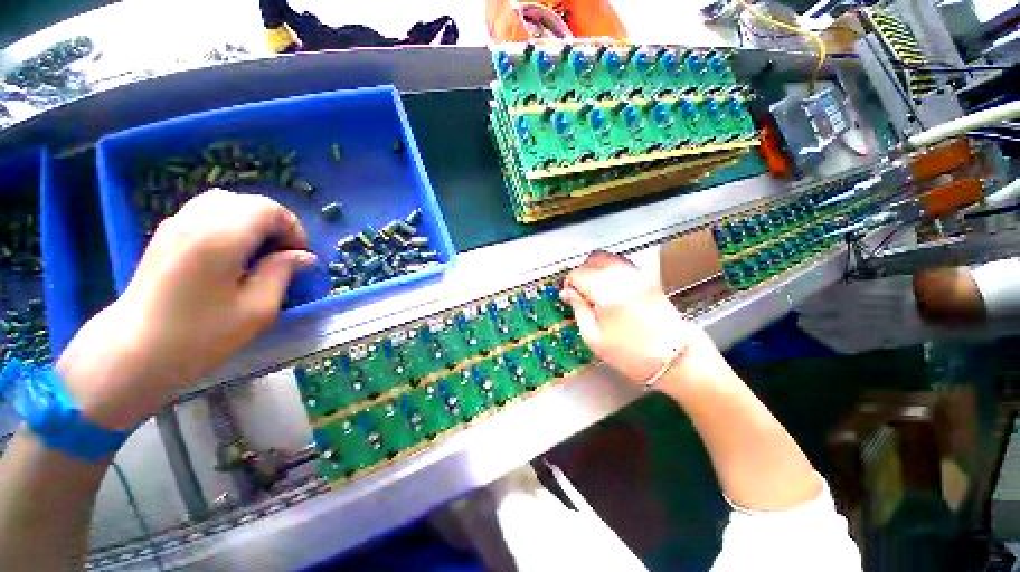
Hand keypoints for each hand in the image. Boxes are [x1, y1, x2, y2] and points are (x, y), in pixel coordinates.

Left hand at [57, 190, 315, 429]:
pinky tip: (232, 250)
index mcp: (221, 238)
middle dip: (276, 223)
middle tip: (283, 254)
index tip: (299, 257)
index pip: (269, 209)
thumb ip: (282, 273)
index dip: (293, 228)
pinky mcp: (166, 234)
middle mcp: (196, 221)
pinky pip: (206, 211)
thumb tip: (304, 257)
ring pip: (226, 202)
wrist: (133, 351)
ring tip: (260, 250)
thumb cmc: (199, 335)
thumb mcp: (256, 309)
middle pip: (249, 202)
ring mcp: (176, 224)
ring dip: (252, 220)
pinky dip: (229, 222)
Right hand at [560, 251, 716, 383]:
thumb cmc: (631, 353)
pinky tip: (609, 286)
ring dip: (595, 270)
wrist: (675, 358)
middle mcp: (623, 276)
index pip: (578, 274)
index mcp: (607, 291)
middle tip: (579, 293)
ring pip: (607, 258)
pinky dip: (610, 269)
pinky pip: (622, 263)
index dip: (569, 284)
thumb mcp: (594, 337)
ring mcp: (637, 274)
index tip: (569, 296)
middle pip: (592, 260)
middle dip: (581, 274)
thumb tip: (568, 293)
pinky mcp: (647, 277)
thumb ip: (578, 309)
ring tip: (593, 290)